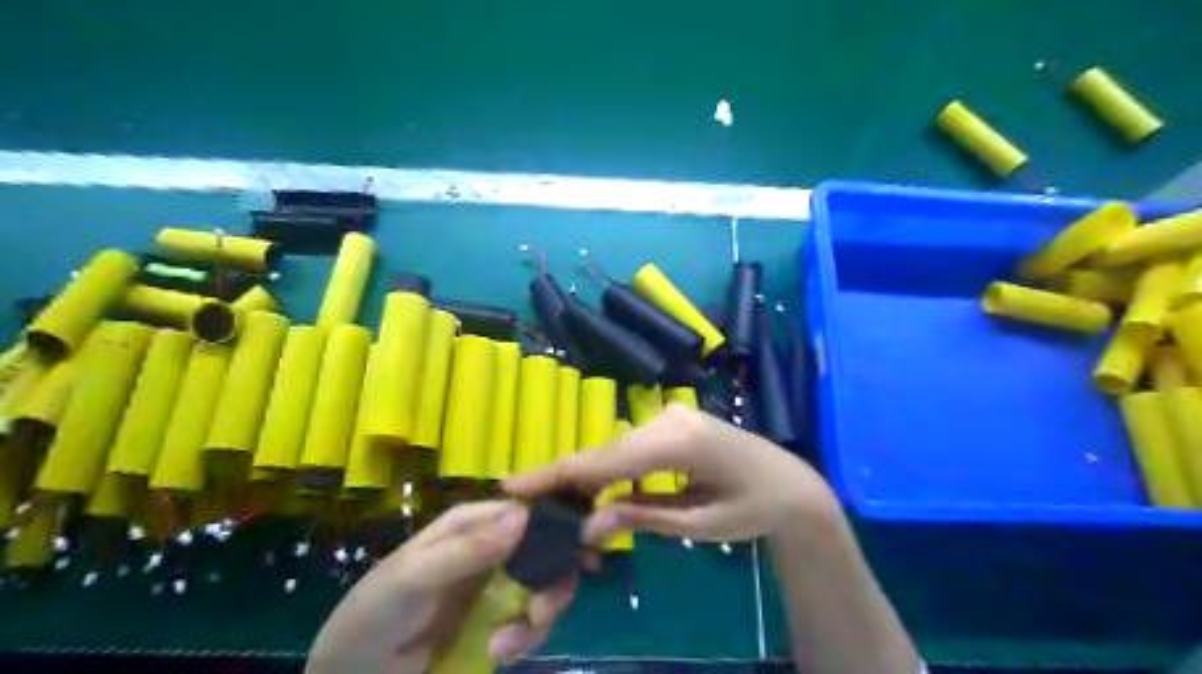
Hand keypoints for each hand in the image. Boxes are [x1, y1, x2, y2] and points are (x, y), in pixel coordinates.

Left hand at [306, 502, 574, 673]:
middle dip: (553, 581)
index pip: (526, 510)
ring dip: (538, 616)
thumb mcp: (415, 576)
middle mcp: (492, 547)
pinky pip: (531, 620)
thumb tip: (524, 515)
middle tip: (539, 612)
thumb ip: (468, 549)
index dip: (557, 526)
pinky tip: (501, 651)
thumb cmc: (375, 613)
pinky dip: (526, 637)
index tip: (582, 550)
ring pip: (545, 586)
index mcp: (472, 523)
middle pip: (547, 550)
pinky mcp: (498, 620)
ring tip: (507, 644)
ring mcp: (497, 586)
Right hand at [503, 404, 837, 544]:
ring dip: (587, 475)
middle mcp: (667, 417)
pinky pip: (629, 445)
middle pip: (603, 452)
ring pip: (614, 448)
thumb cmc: (752, 508)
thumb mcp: (698, 523)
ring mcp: (669, 414)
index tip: (511, 486)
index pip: (603, 461)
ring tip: (556, 504)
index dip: (555, 475)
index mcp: (676, 441)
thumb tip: (586, 525)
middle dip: (566, 480)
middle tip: (530, 507)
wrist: (790, 483)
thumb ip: (641, 517)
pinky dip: (609, 468)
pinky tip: (594, 489)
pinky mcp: (671, 420)